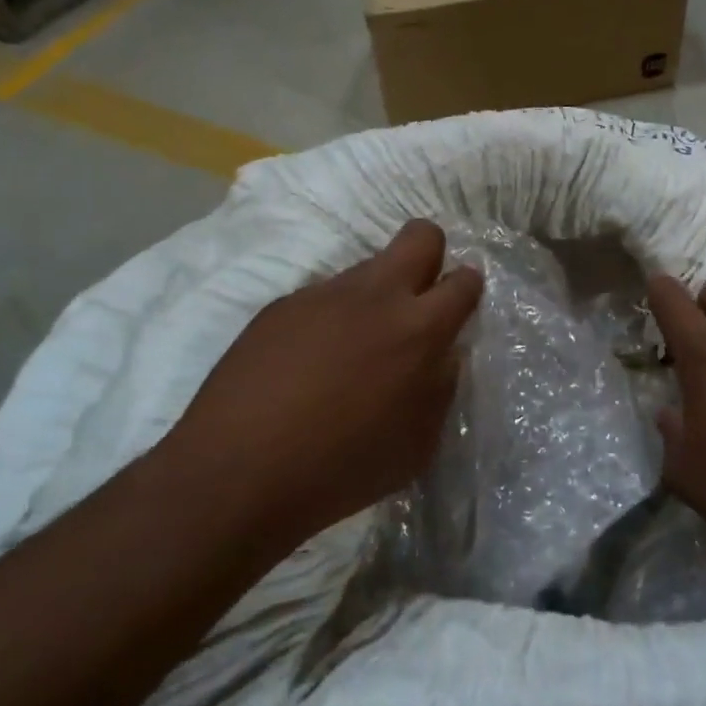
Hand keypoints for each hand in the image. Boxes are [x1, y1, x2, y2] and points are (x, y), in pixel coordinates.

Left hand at [164, 220, 482, 546]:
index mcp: (419, 329)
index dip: (467, 290)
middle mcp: (375, 295)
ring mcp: (324, 294)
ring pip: (368, 267)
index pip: (464, 280)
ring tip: (352, 350)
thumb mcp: (418, 443)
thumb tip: (442, 354)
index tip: (458, 311)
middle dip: (431, 255)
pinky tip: (309, 364)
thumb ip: (440, 387)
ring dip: (376, 296)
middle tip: (418, 302)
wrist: (237, 471)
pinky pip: (323, 297)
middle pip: (420, 235)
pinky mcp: (283, 305)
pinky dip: (330, 320)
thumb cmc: (341, 468)